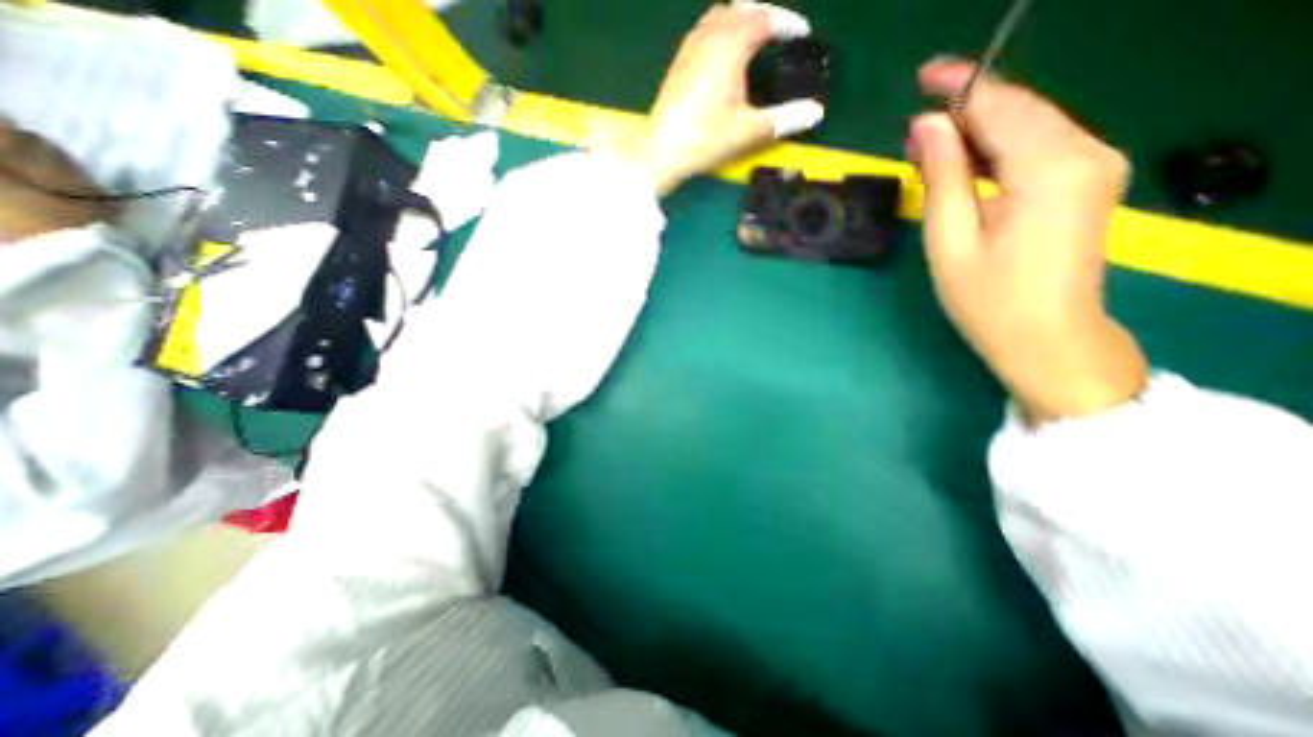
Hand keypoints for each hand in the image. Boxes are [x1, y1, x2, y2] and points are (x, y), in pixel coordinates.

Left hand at [606, 0, 816, 194]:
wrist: (662, 151)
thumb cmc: (706, 139)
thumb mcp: (748, 131)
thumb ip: (783, 119)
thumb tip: (815, 113)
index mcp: (731, 46)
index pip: (764, 19)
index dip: (786, 23)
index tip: (801, 34)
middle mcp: (709, 37)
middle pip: (741, 8)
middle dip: (763, 13)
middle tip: (778, 30)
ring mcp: (690, 49)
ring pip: (718, 15)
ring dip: (739, 18)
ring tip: (752, 36)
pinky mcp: (678, 63)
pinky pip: (702, 31)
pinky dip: (719, 30)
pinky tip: (721, 53)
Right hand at [915, 60, 1152, 422]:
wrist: (1048, 338)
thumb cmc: (988, 298)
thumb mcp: (950, 239)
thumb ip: (942, 176)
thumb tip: (927, 126)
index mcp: (1049, 167)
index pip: (1002, 104)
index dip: (961, 85)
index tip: (924, 76)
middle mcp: (1086, 152)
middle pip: (1020, 109)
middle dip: (967, 109)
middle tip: (916, 127)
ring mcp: (1095, 166)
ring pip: (1030, 126)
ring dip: (979, 130)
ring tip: (932, 148)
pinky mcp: (1088, 183)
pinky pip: (1040, 147)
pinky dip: (1000, 148)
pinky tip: (967, 165)